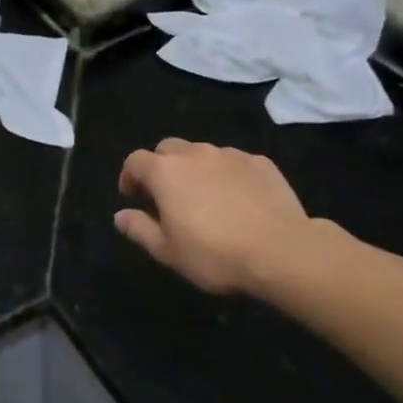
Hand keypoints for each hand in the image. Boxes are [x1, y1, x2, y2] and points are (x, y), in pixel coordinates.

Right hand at [115, 139, 317, 295]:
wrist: (282, 251)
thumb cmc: (215, 254)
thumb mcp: (167, 251)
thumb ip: (139, 229)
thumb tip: (120, 216)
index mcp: (165, 172)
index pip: (135, 161)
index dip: (129, 177)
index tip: (133, 197)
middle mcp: (195, 154)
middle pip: (168, 149)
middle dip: (161, 167)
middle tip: (167, 196)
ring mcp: (230, 155)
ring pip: (202, 153)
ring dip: (195, 169)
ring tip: (204, 198)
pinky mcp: (260, 162)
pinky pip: (234, 162)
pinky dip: (226, 174)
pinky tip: (237, 199)